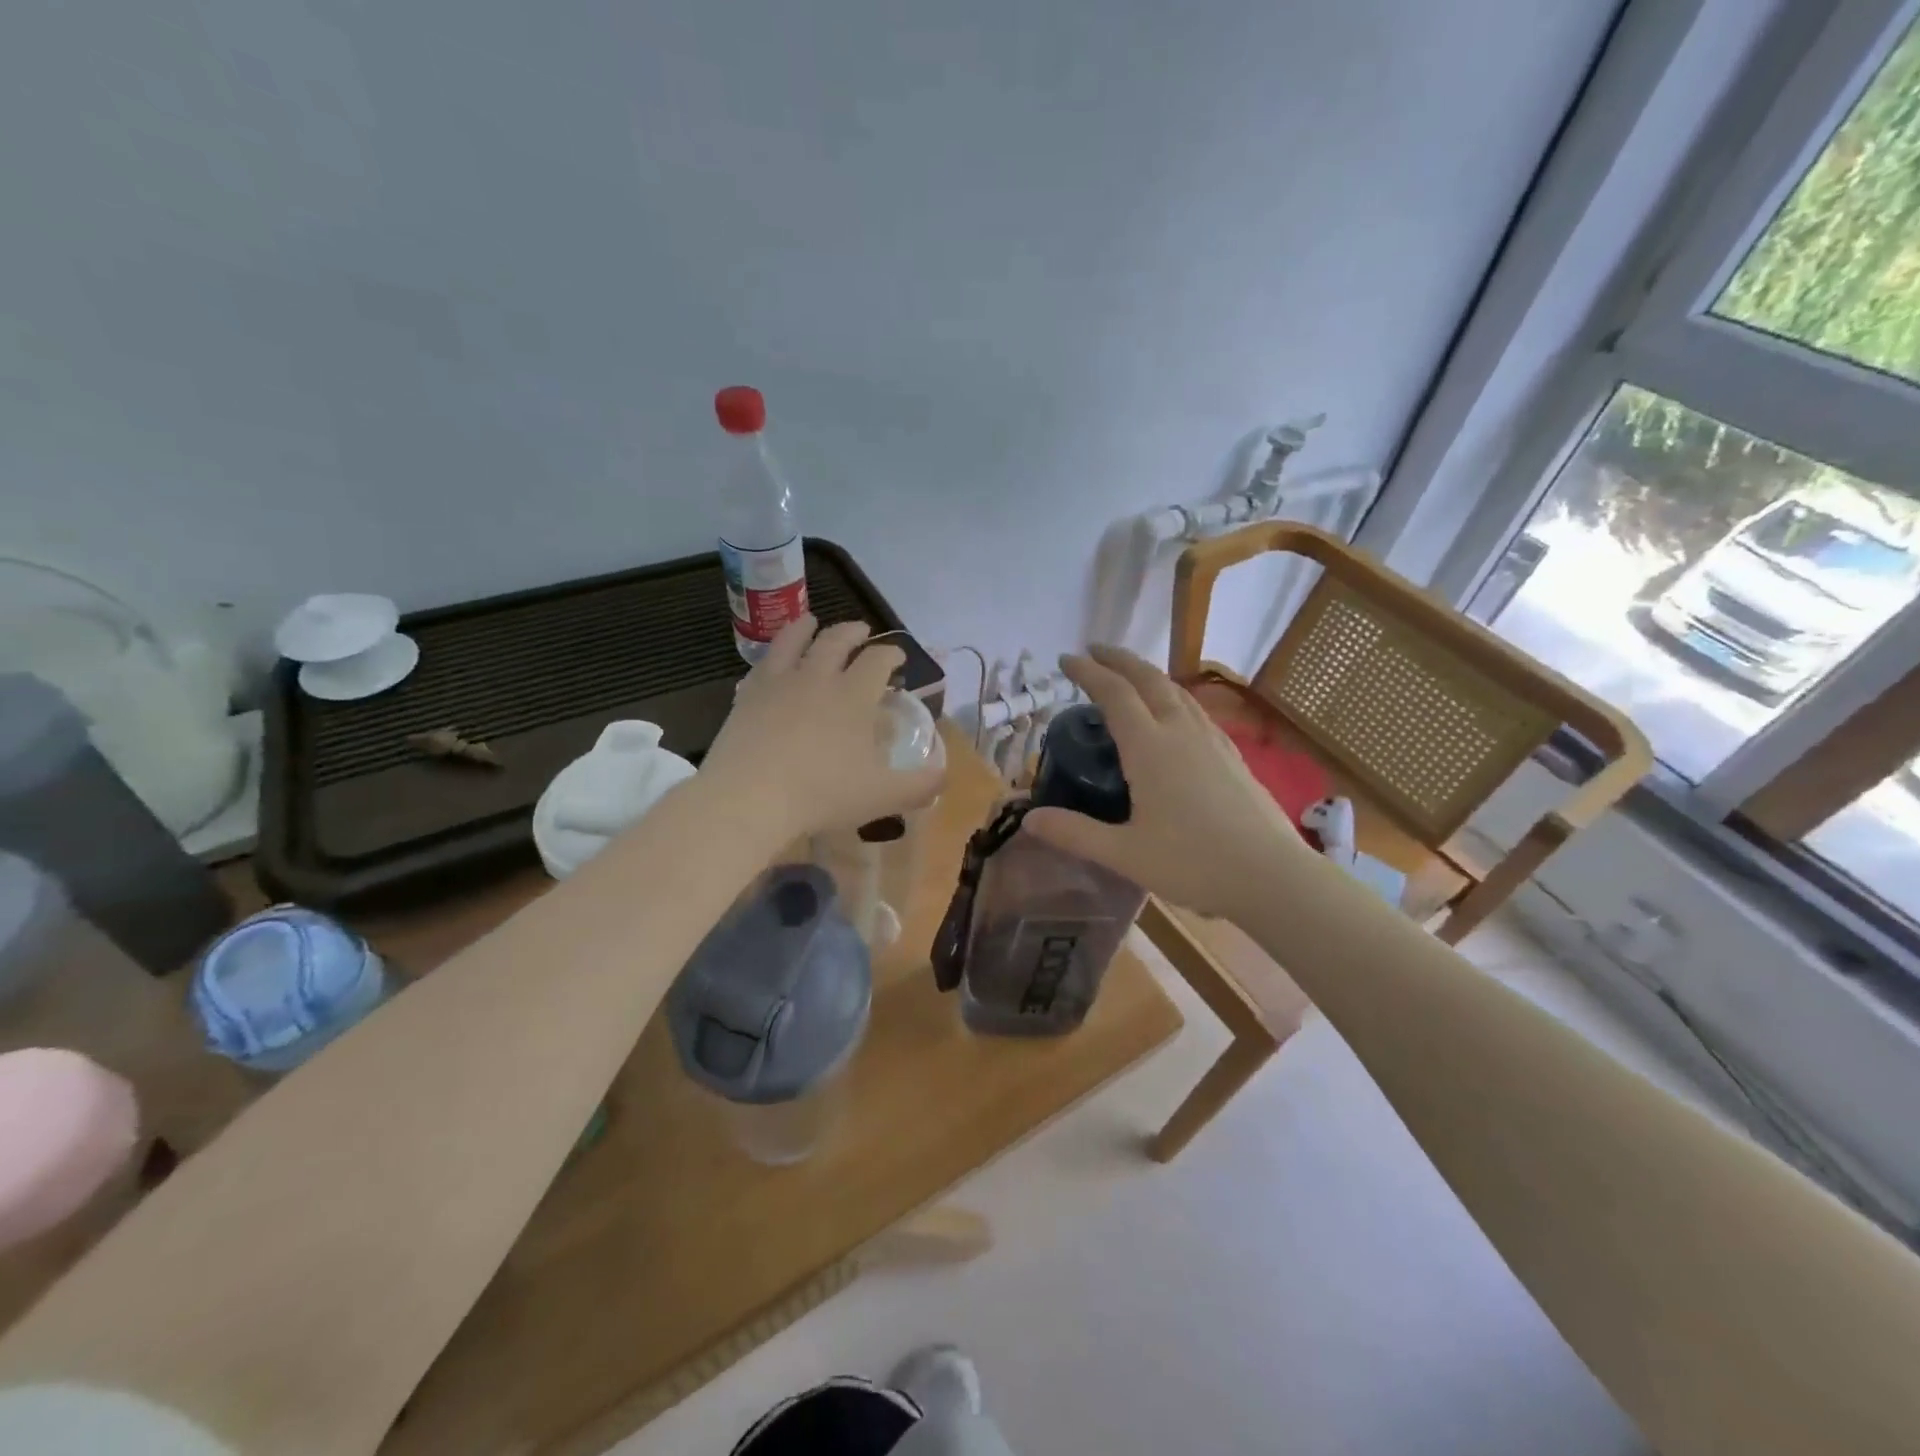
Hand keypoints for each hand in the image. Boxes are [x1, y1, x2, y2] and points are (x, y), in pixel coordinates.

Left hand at [701, 616, 945, 842]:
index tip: (898, 657)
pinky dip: (773, 656)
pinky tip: (772, 663)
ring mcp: (778, 683)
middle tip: (861, 631)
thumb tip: (943, 776)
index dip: (892, 653)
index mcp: (854, 695)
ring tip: (811, 621)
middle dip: (853, 631)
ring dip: (806, 627)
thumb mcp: (882, 796)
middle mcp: (818, 677)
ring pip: (794, 640)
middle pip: (837, 641)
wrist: (750, 797)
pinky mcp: (747, 696)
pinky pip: (762, 665)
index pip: (878, 660)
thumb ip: (919, 785)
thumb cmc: (823, 793)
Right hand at [1024, 646, 1307, 919]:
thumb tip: (1029, 820)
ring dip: (1148, 674)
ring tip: (1129, 675)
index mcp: (1150, 748)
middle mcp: (1181, 732)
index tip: (1066, 660)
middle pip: (1148, 680)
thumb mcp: (1124, 854)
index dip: (1088, 673)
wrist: (1272, 876)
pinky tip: (1173, 714)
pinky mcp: (1232, 755)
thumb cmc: (1193, 863)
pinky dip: (1172, 696)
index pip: (1114, 694)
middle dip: (1119, 660)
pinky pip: (1195, 709)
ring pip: (1176, 691)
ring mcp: (1212, 741)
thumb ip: (1075, 834)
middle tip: (1095, 651)